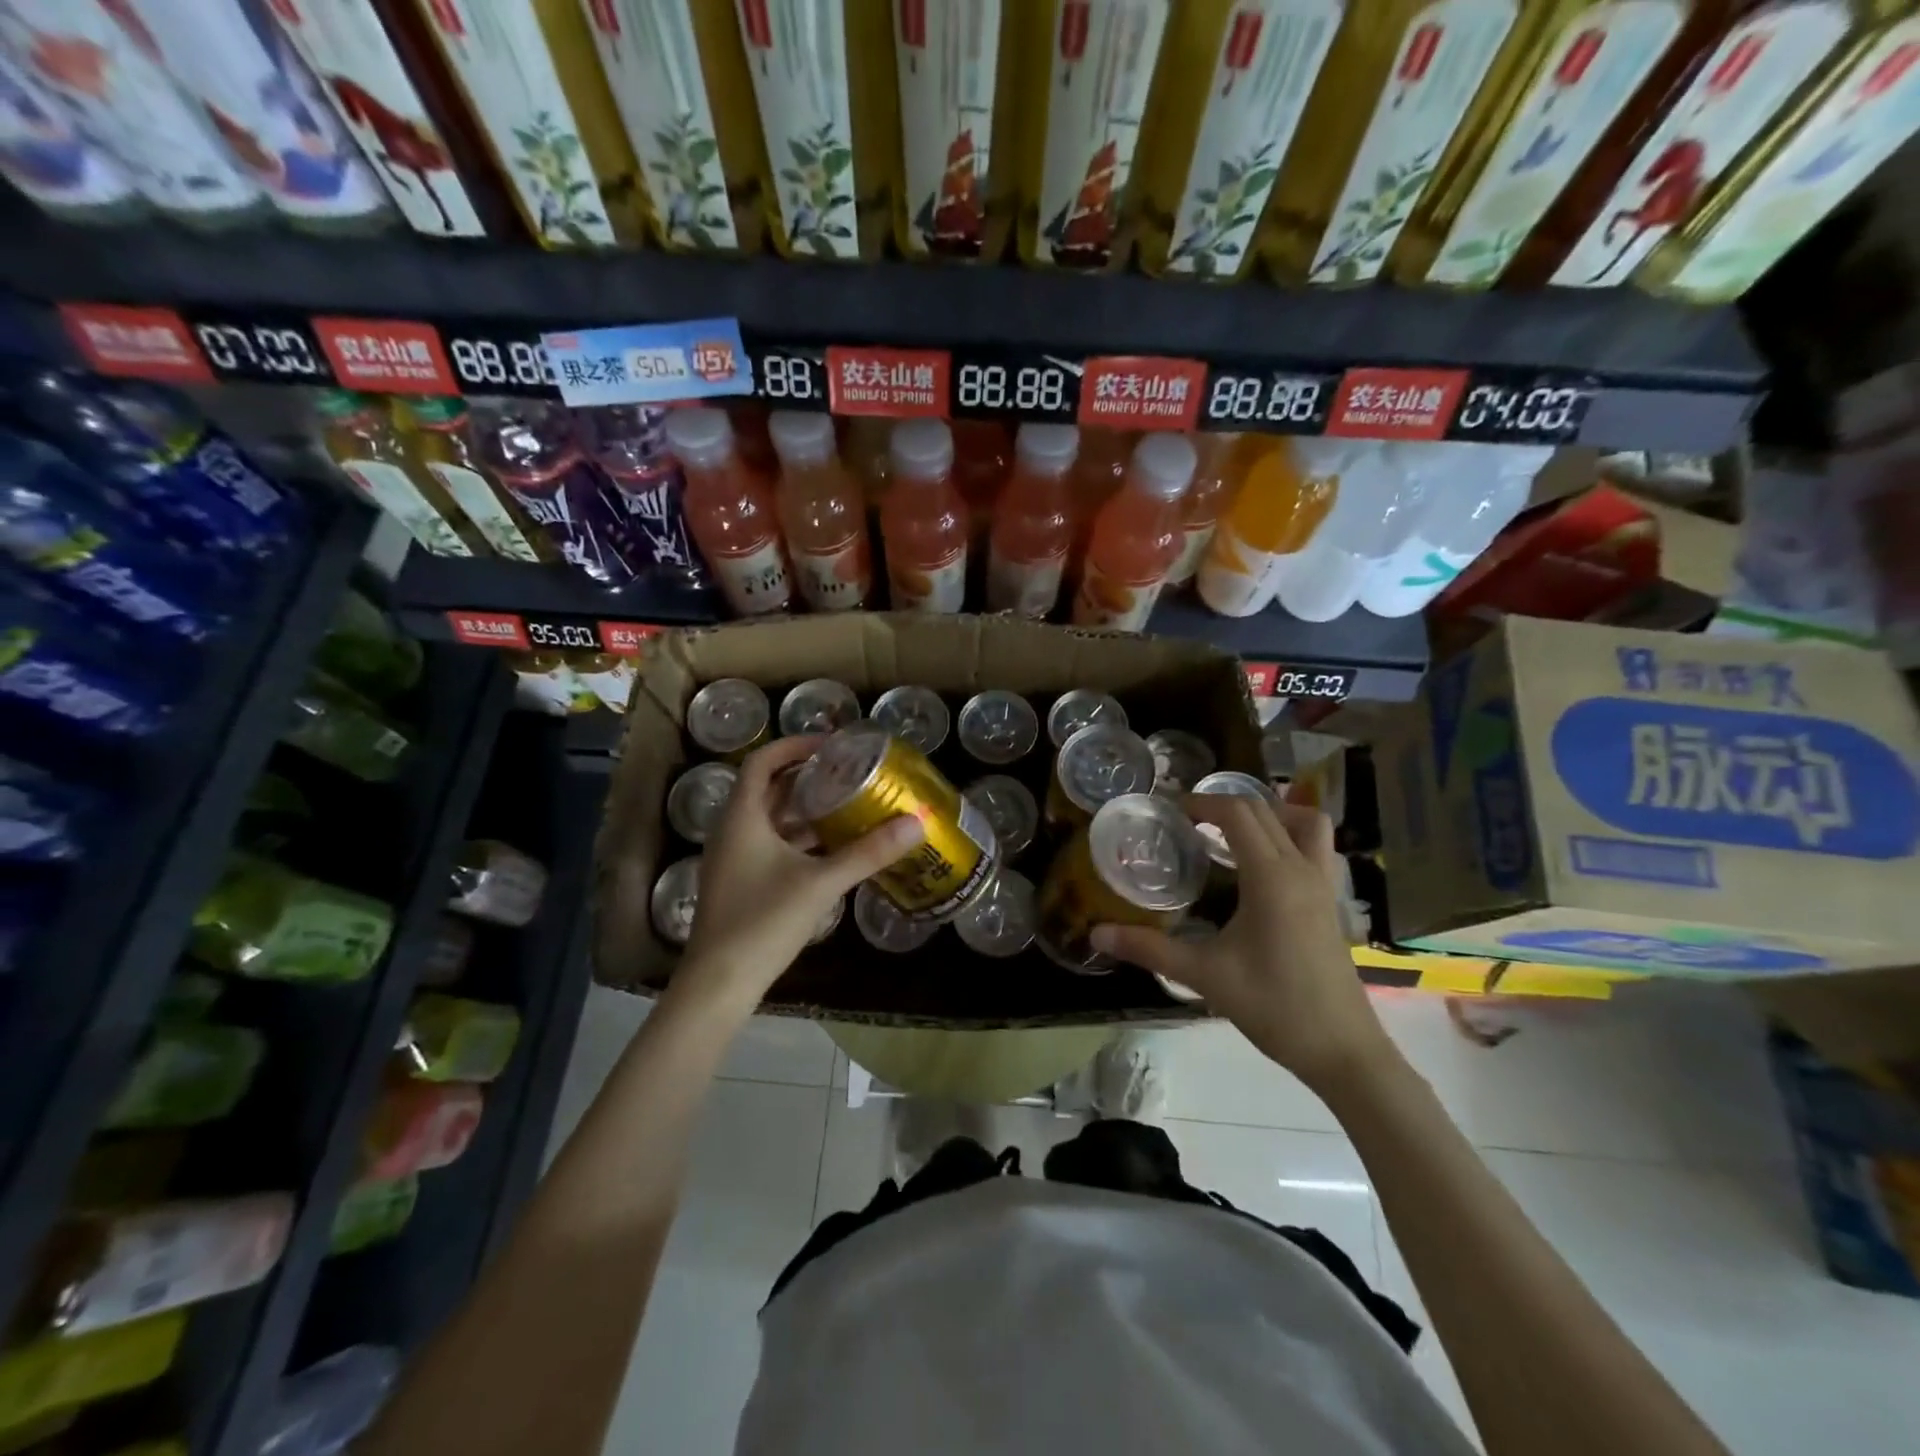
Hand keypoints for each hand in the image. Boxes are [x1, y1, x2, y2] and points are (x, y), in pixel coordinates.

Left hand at [675, 736, 922, 1014]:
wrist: (719, 982)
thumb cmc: (764, 921)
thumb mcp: (822, 883)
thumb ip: (869, 852)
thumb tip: (916, 823)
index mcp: (742, 817)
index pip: (763, 761)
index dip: (795, 746)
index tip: (833, 746)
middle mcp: (732, 830)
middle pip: (768, 788)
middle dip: (806, 777)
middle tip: (848, 773)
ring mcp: (733, 858)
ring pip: (770, 818)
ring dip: (804, 808)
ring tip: (847, 804)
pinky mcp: (740, 882)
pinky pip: (770, 844)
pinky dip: (798, 838)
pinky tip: (831, 848)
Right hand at [1091, 796, 1395, 1095]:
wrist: (1342, 1050)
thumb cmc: (1274, 1006)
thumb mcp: (1204, 975)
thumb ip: (1149, 948)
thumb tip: (1096, 934)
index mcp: (1271, 877)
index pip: (1237, 813)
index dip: (1201, 802)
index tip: (1168, 810)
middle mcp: (1301, 869)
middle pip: (1265, 810)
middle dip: (1223, 804)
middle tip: (1186, 820)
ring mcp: (1323, 884)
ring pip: (1304, 823)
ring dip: (1268, 813)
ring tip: (1231, 832)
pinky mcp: (1330, 902)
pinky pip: (1315, 847)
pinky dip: (1288, 837)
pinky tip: (1259, 868)